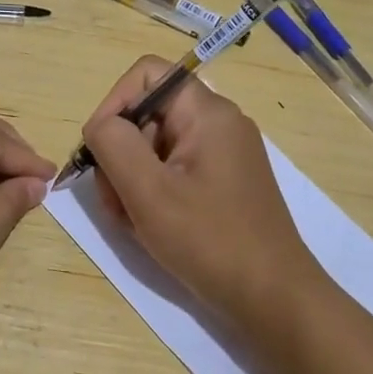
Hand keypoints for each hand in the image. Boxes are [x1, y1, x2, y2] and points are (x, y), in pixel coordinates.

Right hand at [82, 56, 328, 324]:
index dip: (113, 103)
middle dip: (120, 154)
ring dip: (131, 180)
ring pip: (155, 148)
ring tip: (132, 222)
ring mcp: (222, 156)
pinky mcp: (222, 184)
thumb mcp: (149, 191)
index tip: (99, 149)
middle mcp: (218, 124)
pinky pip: (173, 173)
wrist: (273, 299)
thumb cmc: (210, 240)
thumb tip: (99, 125)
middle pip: (147, 114)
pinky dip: (152, 195)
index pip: (146, 74)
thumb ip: (114, 144)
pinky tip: (150, 228)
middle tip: (115, 201)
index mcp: (207, 113)